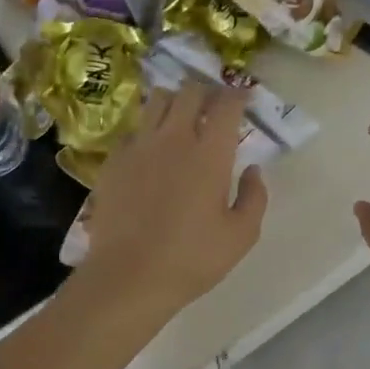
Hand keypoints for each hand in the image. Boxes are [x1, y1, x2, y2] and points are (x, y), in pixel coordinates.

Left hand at [75, 80, 268, 319]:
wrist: (128, 277)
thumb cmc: (192, 259)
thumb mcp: (241, 235)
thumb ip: (254, 197)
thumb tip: (253, 170)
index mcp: (210, 153)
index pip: (226, 104)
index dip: (238, 94)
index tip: (244, 98)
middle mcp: (174, 138)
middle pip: (190, 91)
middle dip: (207, 91)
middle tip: (215, 106)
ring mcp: (139, 146)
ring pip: (157, 100)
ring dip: (175, 102)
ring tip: (182, 118)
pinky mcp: (114, 161)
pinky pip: (133, 129)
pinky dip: (148, 130)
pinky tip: (152, 150)